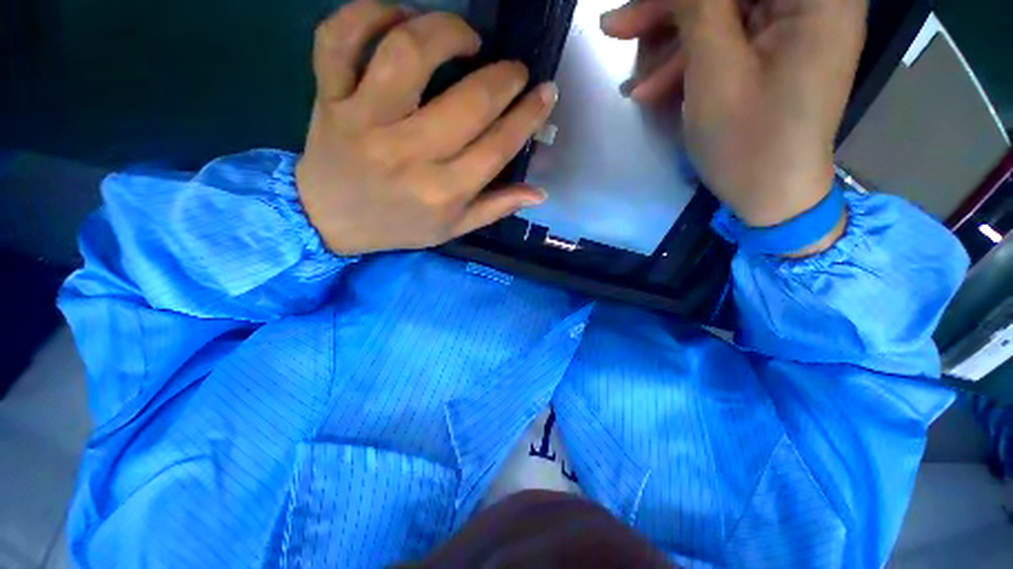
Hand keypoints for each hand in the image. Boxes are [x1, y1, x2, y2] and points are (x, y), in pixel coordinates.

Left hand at [297, 0, 557, 254]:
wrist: (330, 220)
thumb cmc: (399, 226)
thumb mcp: (453, 229)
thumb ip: (495, 208)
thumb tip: (539, 193)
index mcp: (442, 192)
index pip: (498, 147)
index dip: (528, 115)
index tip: (546, 93)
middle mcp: (408, 154)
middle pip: (468, 102)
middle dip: (505, 77)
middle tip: (515, 70)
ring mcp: (364, 120)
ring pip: (408, 53)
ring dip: (446, 30)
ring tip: (466, 37)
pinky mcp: (329, 98)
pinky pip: (340, 39)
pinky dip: (369, 13)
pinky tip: (399, 18)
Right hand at [602, 0, 865, 240]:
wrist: (771, 196)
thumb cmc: (748, 139)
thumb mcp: (715, 70)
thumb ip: (697, 6)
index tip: (638, 4)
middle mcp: (813, 2)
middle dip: (670, 9)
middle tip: (618, 28)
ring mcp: (794, 28)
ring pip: (722, 13)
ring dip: (671, 42)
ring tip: (632, 80)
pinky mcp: (775, 52)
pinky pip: (728, 40)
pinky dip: (689, 61)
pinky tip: (653, 89)